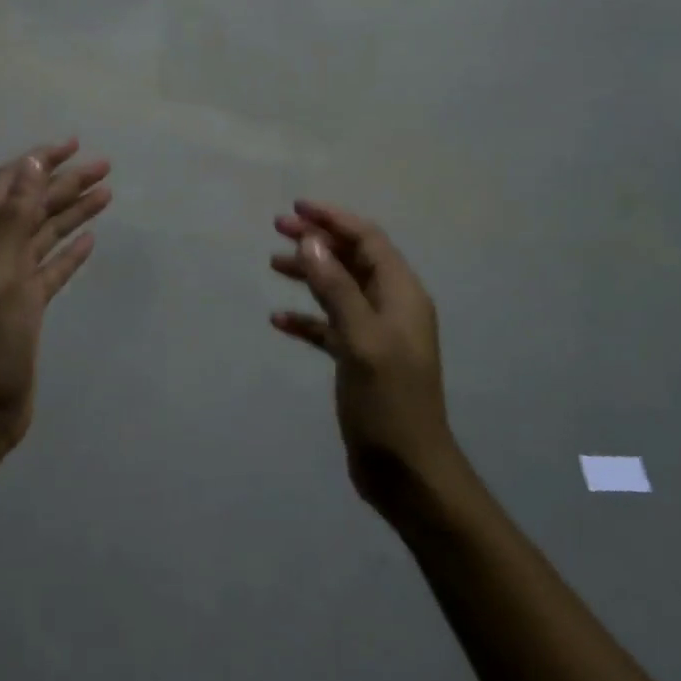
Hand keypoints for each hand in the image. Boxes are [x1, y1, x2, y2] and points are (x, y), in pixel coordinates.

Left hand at [0, 140, 110, 449]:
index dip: (39, 161)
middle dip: (66, 182)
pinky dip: (71, 250)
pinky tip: (90, 241)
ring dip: (73, 211)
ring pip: (45, 233)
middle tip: (105, 167)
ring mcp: (11, 280)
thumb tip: (32, 163)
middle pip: (32, 205)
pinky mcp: (28, 306)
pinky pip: (52, 267)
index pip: (9, 184)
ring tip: (106, 194)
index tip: (73, 145)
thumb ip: (13, 218)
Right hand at [271, 202, 456, 506]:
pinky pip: (329, 326)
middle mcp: (392, 307)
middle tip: (277, 229)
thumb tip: (311, 241)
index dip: (333, 219)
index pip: (367, 239)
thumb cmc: (389, 402)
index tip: (296, 208)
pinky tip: (278, 321)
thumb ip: (336, 288)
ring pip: (339, 289)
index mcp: (402, 295)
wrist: (408, 472)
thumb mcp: (361, 340)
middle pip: (352, 259)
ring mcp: (376, 334)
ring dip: (309, 273)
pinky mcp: (360, 360)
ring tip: (273, 264)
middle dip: (318, 241)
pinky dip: (306, 318)